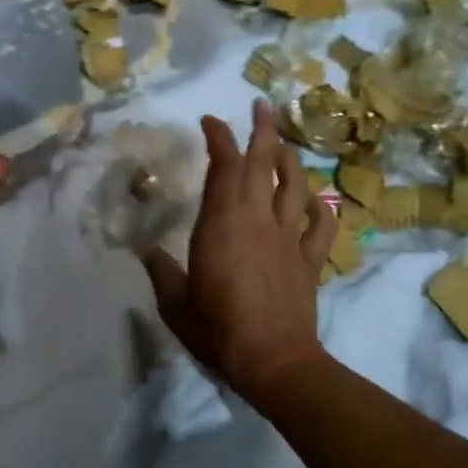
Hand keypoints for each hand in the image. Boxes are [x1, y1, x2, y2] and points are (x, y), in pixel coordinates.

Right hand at [142, 100, 336, 400]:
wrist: (274, 362)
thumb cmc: (218, 330)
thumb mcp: (175, 304)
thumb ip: (161, 272)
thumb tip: (146, 251)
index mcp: (222, 223)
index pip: (223, 166)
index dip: (218, 137)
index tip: (210, 121)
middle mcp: (257, 219)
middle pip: (264, 163)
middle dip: (262, 129)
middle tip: (261, 105)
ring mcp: (288, 237)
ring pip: (295, 185)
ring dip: (291, 159)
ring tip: (284, 144)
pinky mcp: (310, 260)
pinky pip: (321, 226)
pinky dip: (321, 208)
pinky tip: (317, 201)